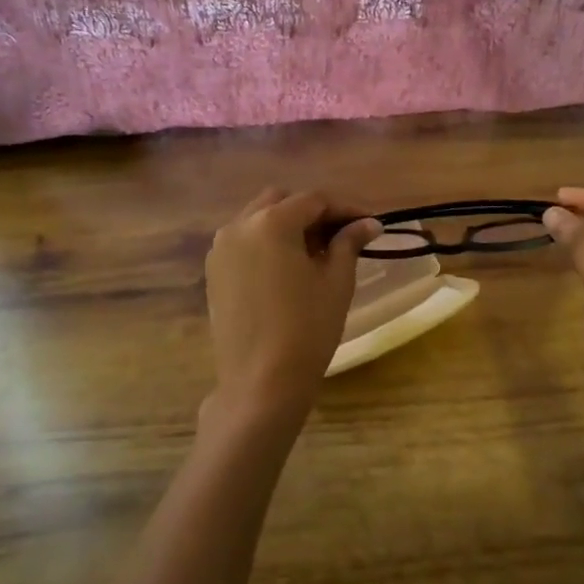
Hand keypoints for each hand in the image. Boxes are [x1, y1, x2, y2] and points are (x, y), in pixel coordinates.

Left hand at [203, 189, 381, 434]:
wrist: (261, 383)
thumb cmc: (307, 329)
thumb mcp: (336, 282)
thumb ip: (349, 243)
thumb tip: (369, 223)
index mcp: (271, 222)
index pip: (314, 200)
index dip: (345, 208)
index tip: (369, 223)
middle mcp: (239, 225)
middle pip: (281, 201)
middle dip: (312, 212)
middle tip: (341, 235)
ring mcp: (221, 249)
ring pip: (258, 219)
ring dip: (287, 225)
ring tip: (316, 252)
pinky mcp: (214, 272)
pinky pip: (243, 242)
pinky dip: (266, 243)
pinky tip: (288, 268)